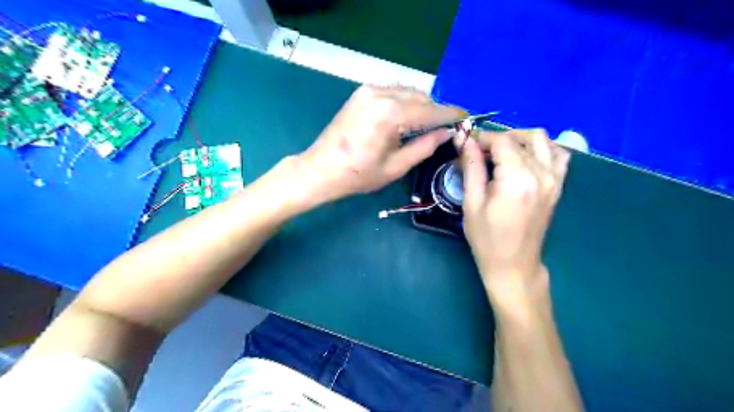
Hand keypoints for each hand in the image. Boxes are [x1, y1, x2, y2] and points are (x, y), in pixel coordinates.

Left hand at [292, 84, 462, 203]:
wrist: (321, 169)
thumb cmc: (358, 175)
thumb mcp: (396, 167)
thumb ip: (424, 146)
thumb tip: (446, 133)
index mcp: (390, 114)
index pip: (430, 110)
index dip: (450, 114)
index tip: (467, 118)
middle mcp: (381, 93)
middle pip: (420, 97)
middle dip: (435, 111)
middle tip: (444, 129)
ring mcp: (369, 90)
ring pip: (407, 92)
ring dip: (420, 106)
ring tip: (425, 126)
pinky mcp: (361, 92)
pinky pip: (393, 92)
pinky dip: (405, 102)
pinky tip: (405, 119)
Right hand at [458, 130, 572, 303]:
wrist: (513, 264)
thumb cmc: (487, 237)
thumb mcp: (472, 202)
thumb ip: (471, 167)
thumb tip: (463, 139)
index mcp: (518, 179)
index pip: (502, 141)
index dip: (482, 137)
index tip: (466, 142)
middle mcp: (541, 174)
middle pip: (522, 138)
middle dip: (497, 138)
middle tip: (479, 152)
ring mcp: (554, 179)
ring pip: (542, 140)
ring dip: (520, 139)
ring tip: (501, 153)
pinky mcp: (558, 186)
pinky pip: (557, 154)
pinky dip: (541, 148)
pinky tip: (525, 158)